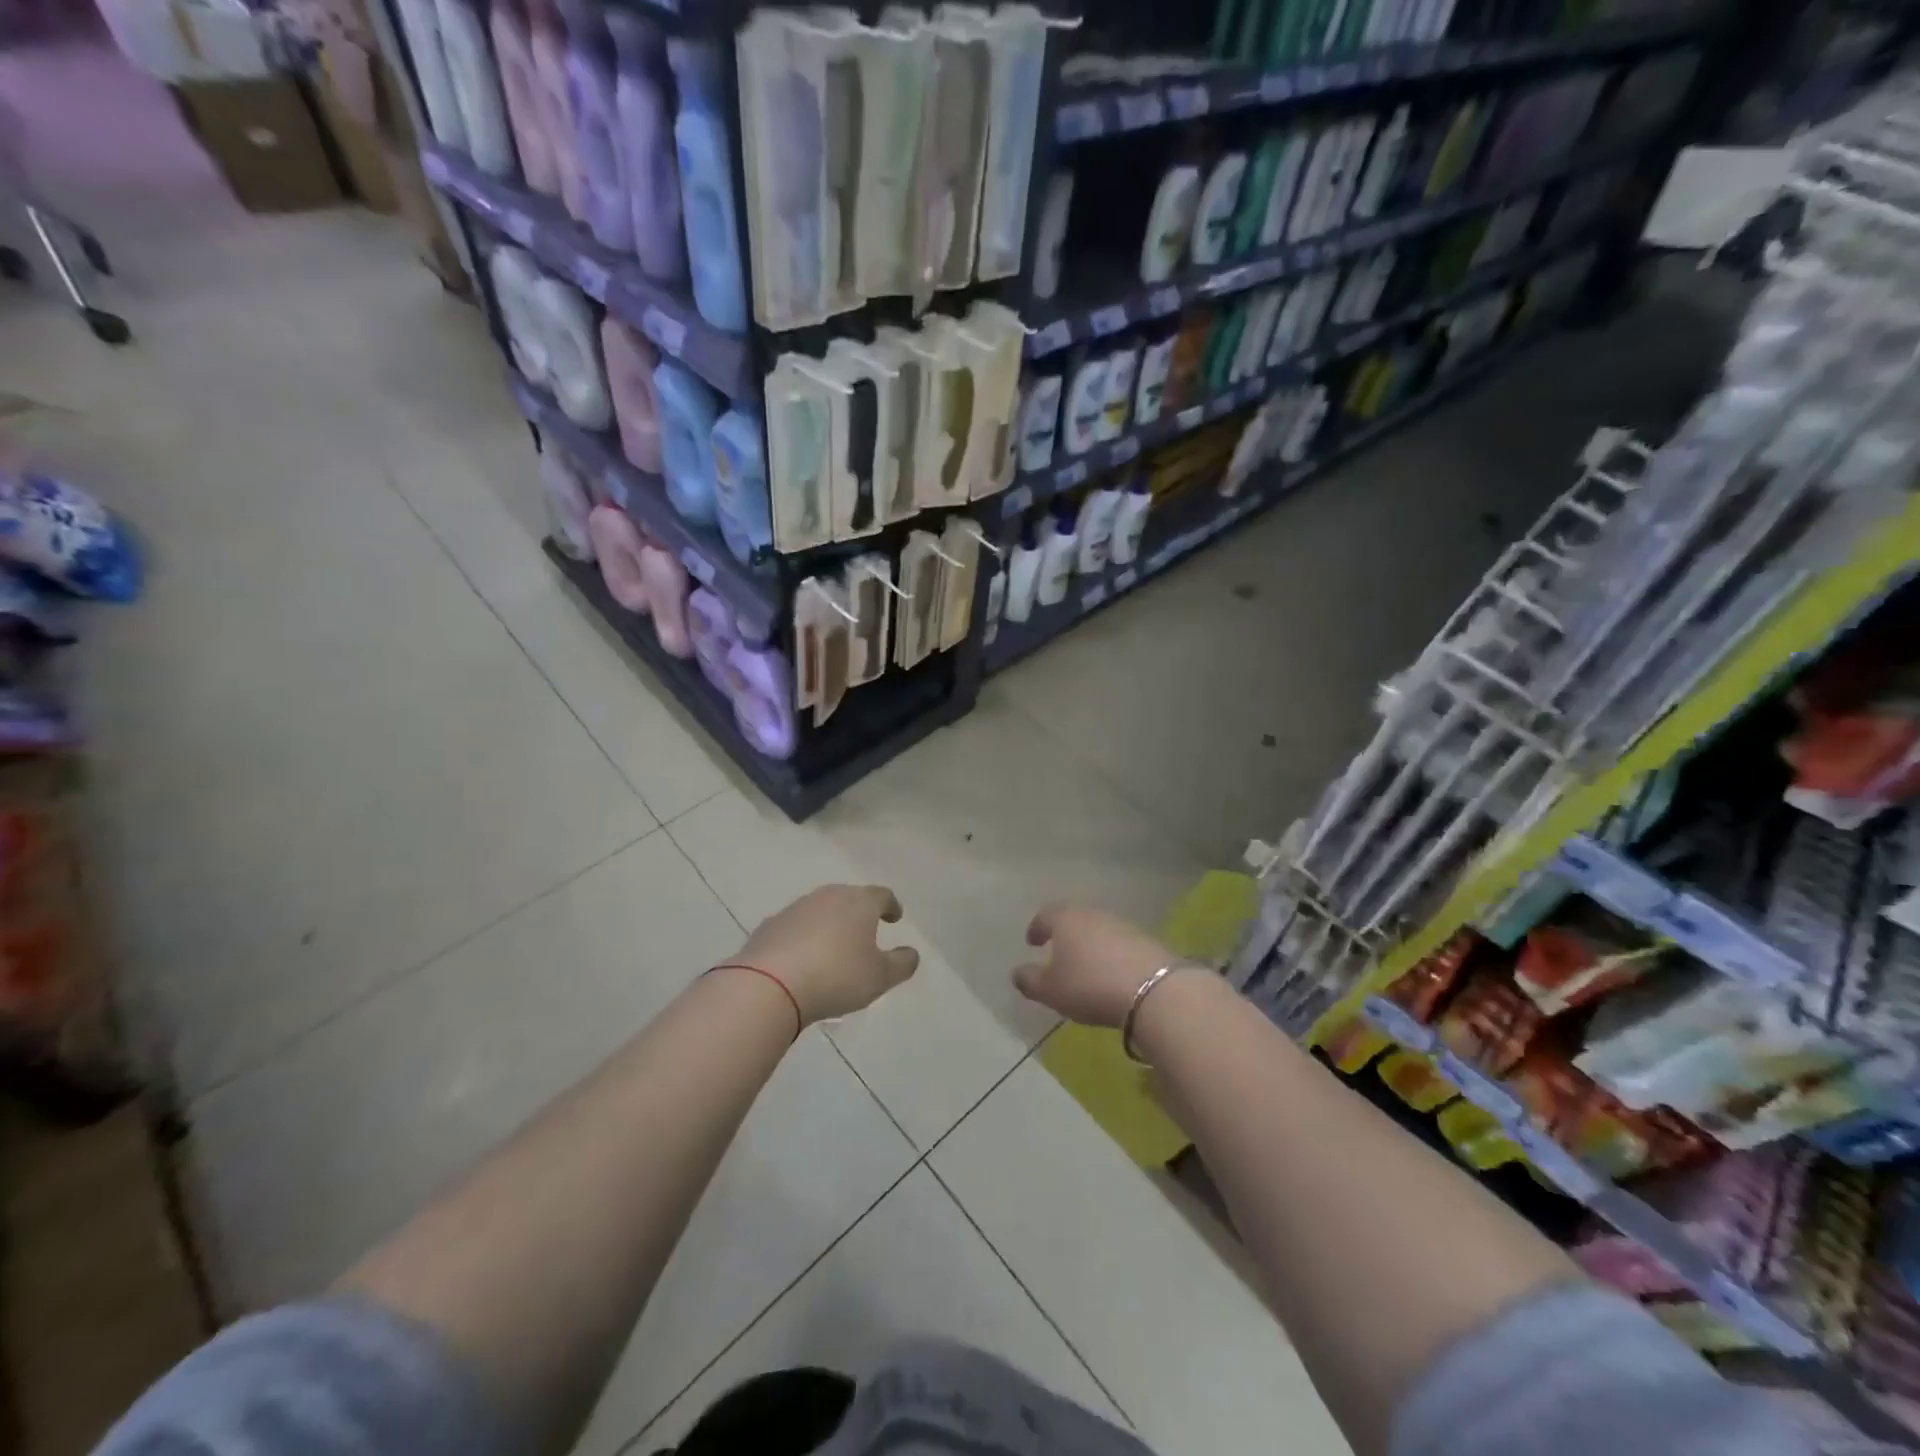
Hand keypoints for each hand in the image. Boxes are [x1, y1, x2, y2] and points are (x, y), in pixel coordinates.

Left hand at [734, 885, 918, 1025]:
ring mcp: (795, 908)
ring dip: (830, 924)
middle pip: (849, 898)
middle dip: (859, 912)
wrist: (769, 985)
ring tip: (834, 948)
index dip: (891, 906)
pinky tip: (803, 959)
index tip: (894, 918)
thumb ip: (902, 964)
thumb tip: (911, 953)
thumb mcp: (880, 977)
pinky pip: (795, 927)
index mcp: (859, 902)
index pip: (882, 895)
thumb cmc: (836, 976)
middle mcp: (828, 896)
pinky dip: (804, 937)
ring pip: (820, 910)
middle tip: (865, 931)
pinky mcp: (770, 926)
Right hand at [1012, 903, 1176, 1027]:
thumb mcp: (1051, 990)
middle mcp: (1092, 914)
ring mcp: (1122, 924)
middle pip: (1073, 918)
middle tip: (1058, 950)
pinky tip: (1112, 971)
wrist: (1153, 990)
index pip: (1045, 915)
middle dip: (1064, 933)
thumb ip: (1030, 981)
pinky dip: (1111, 953)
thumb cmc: (1090, 985)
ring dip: (1089, 943)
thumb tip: (1018, 973)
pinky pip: (1120, 942)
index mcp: (1065, 919)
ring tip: (1086, 964)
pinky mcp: (1146, 939)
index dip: (1036, 928)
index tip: (1032, 942)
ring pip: (1098, 928)